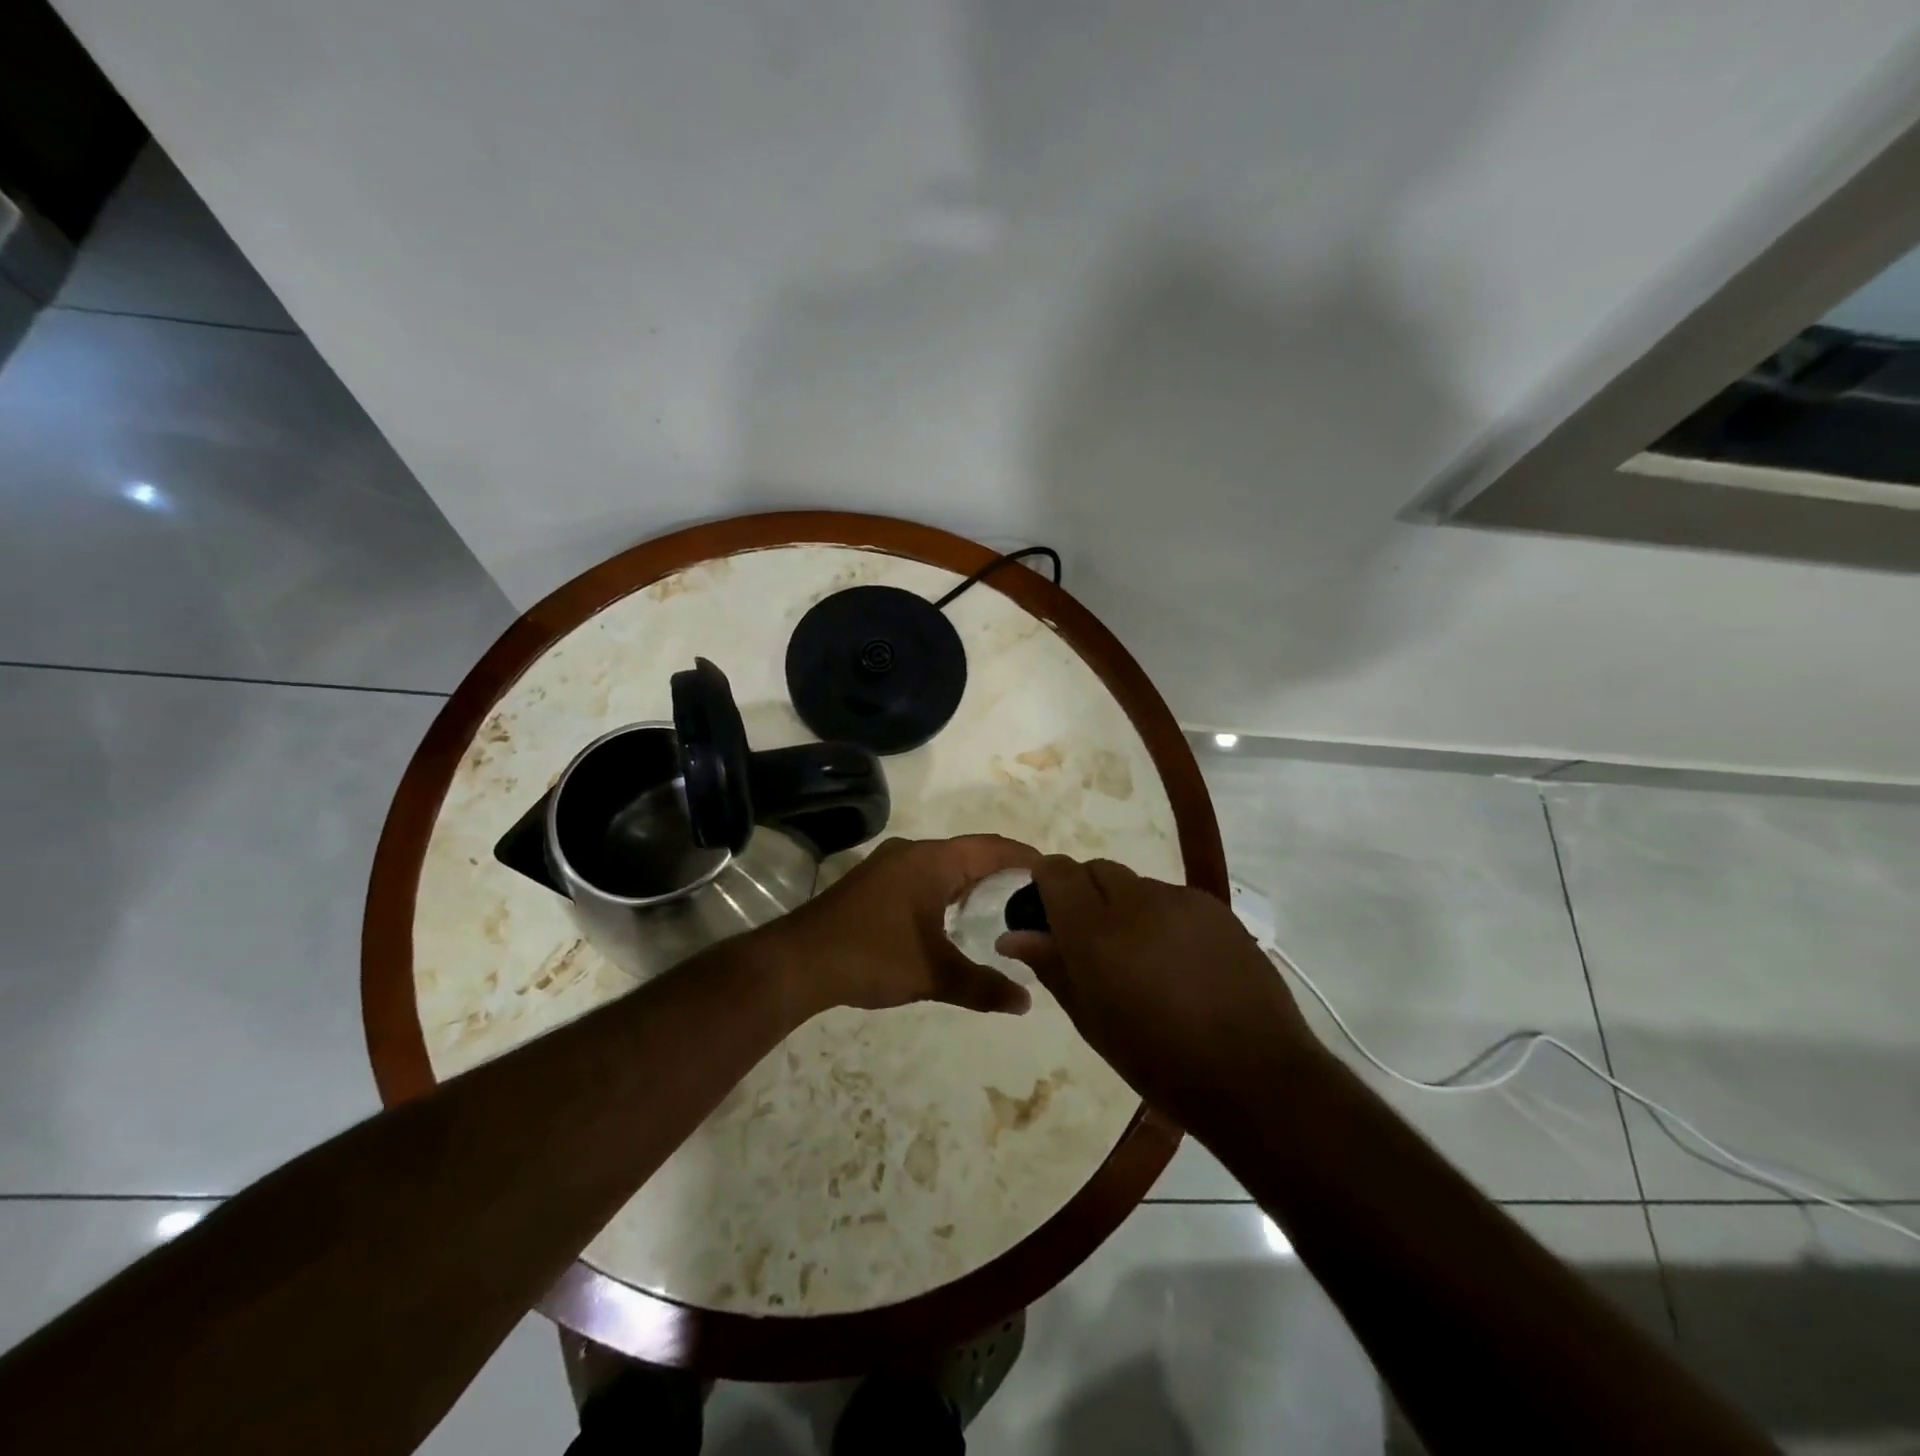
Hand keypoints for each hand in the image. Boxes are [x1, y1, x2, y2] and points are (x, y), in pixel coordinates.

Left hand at [768, 835, 1042, 1017]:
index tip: (1056, 874)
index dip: (1026, 858)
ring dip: (974, 882)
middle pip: (970, 853)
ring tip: (1006, 907)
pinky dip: (949, 890)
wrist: (798, 962)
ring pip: (945, 865)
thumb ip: (982, 986)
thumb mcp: (933, 974)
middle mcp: (912, 852)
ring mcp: (889, 866)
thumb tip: (1025, 1002)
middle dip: (1003, 871)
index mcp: (931, 861)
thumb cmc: (872, 956)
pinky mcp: (874, 883)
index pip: (991, 848)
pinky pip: (924, 876)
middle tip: (1037, 896)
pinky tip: (957, 918)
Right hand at [996, 856, 1318, 1122]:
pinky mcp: (1215, 907)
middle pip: (1096, 869)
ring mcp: (1181, 900)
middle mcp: (1136, 902)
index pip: (1057, 872)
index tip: (1045, 911)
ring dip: (1124, 906)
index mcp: (1096, 933)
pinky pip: (1171, 897)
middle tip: (1092, 940)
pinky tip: (1178, 959)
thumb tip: (1013, 936)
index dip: (1045, 882)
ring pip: (1135, 884)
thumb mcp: (1092, 1020)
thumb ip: (1052, 966)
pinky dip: (1160, 915)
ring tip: (1141, 956)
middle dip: (1084, 892)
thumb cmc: (1159, 1061)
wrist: (1255, 1075)